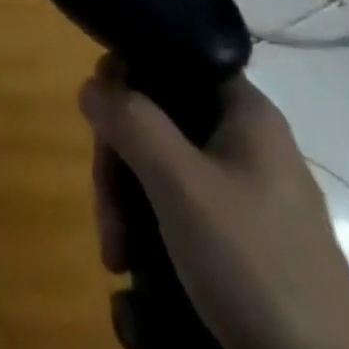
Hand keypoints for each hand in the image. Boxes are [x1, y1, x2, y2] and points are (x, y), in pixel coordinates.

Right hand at [82, 61, 348, 348]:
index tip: (99, 111)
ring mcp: (239, 202)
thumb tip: (92, 84)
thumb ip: (132, 122)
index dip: (130, 75)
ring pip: (159, 177)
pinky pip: (175, 223)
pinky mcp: (233, 252)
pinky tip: (135, 287)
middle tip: (109, 218)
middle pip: (157, 124)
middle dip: (120, 167)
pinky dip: (149, 245)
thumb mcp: (183, 185)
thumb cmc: (256, 266)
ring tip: (118, 262)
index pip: (175, 61)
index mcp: (243, 113)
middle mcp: (242, 147)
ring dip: (127, 214)